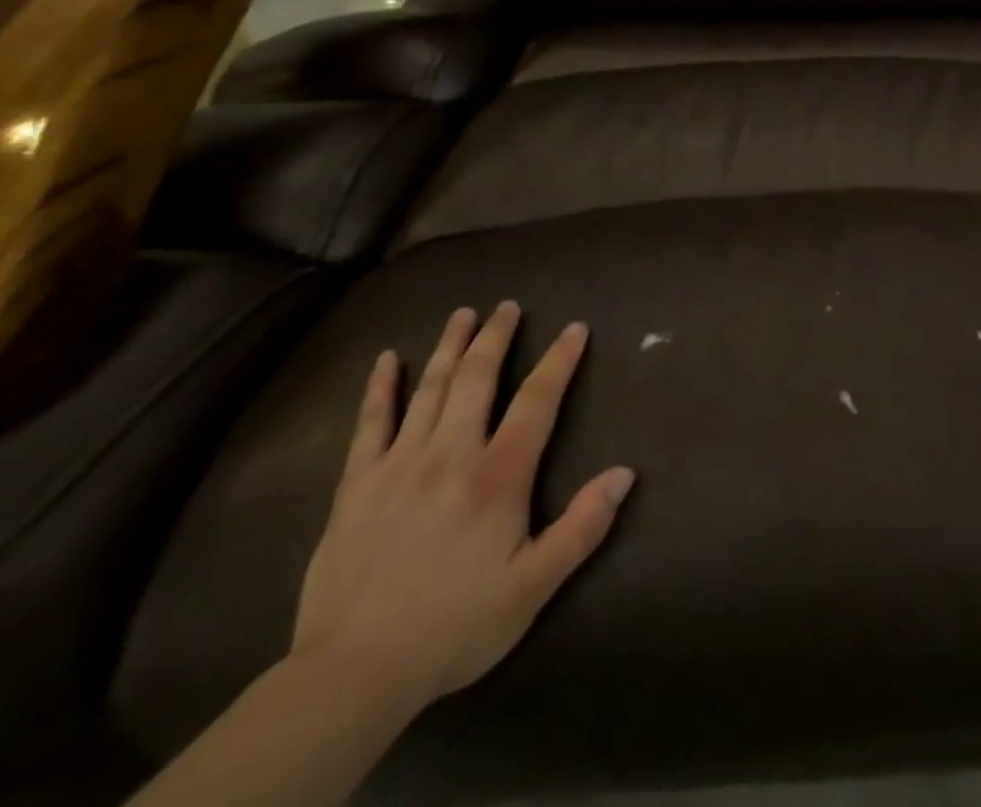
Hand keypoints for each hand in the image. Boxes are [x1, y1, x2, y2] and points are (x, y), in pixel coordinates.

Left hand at [291, 302, 634, 716]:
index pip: (537, 400)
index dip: (559, 360)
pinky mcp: (357, 486)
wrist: (354, 674)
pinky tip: (387, 360)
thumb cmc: (456, 626)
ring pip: (430, 389)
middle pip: (478, 378)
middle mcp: (451, 454)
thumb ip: (583, 526)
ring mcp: (399, 465)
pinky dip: (380, 388)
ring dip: (450, 346)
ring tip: (463, 314)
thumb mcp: (534, 586)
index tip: (575, 328)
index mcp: (498, 476)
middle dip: (496, 337)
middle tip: (507, 306)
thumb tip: (626, 473)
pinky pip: (370, 424)